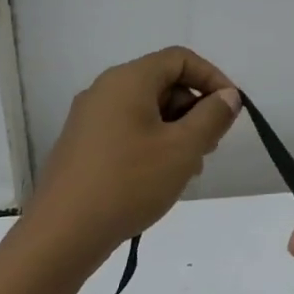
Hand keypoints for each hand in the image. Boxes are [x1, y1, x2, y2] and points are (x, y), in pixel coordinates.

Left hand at [21, 47, 240, 266]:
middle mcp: (105, 90)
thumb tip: (228, 96)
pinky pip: (128, 130)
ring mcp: (90, 119)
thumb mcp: (182, 149)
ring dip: (176, 131)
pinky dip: (153, 143)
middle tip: (211, 146)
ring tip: (189, 168)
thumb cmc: (129, 182)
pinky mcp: (83, 145)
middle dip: (195, 109)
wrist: (62, 234)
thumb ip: (212, 116)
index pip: (180, 59)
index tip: (231, 111)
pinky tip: (161, 178)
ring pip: (147, 110)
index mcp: (128, 80)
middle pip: (163, 83)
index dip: (212, 78)